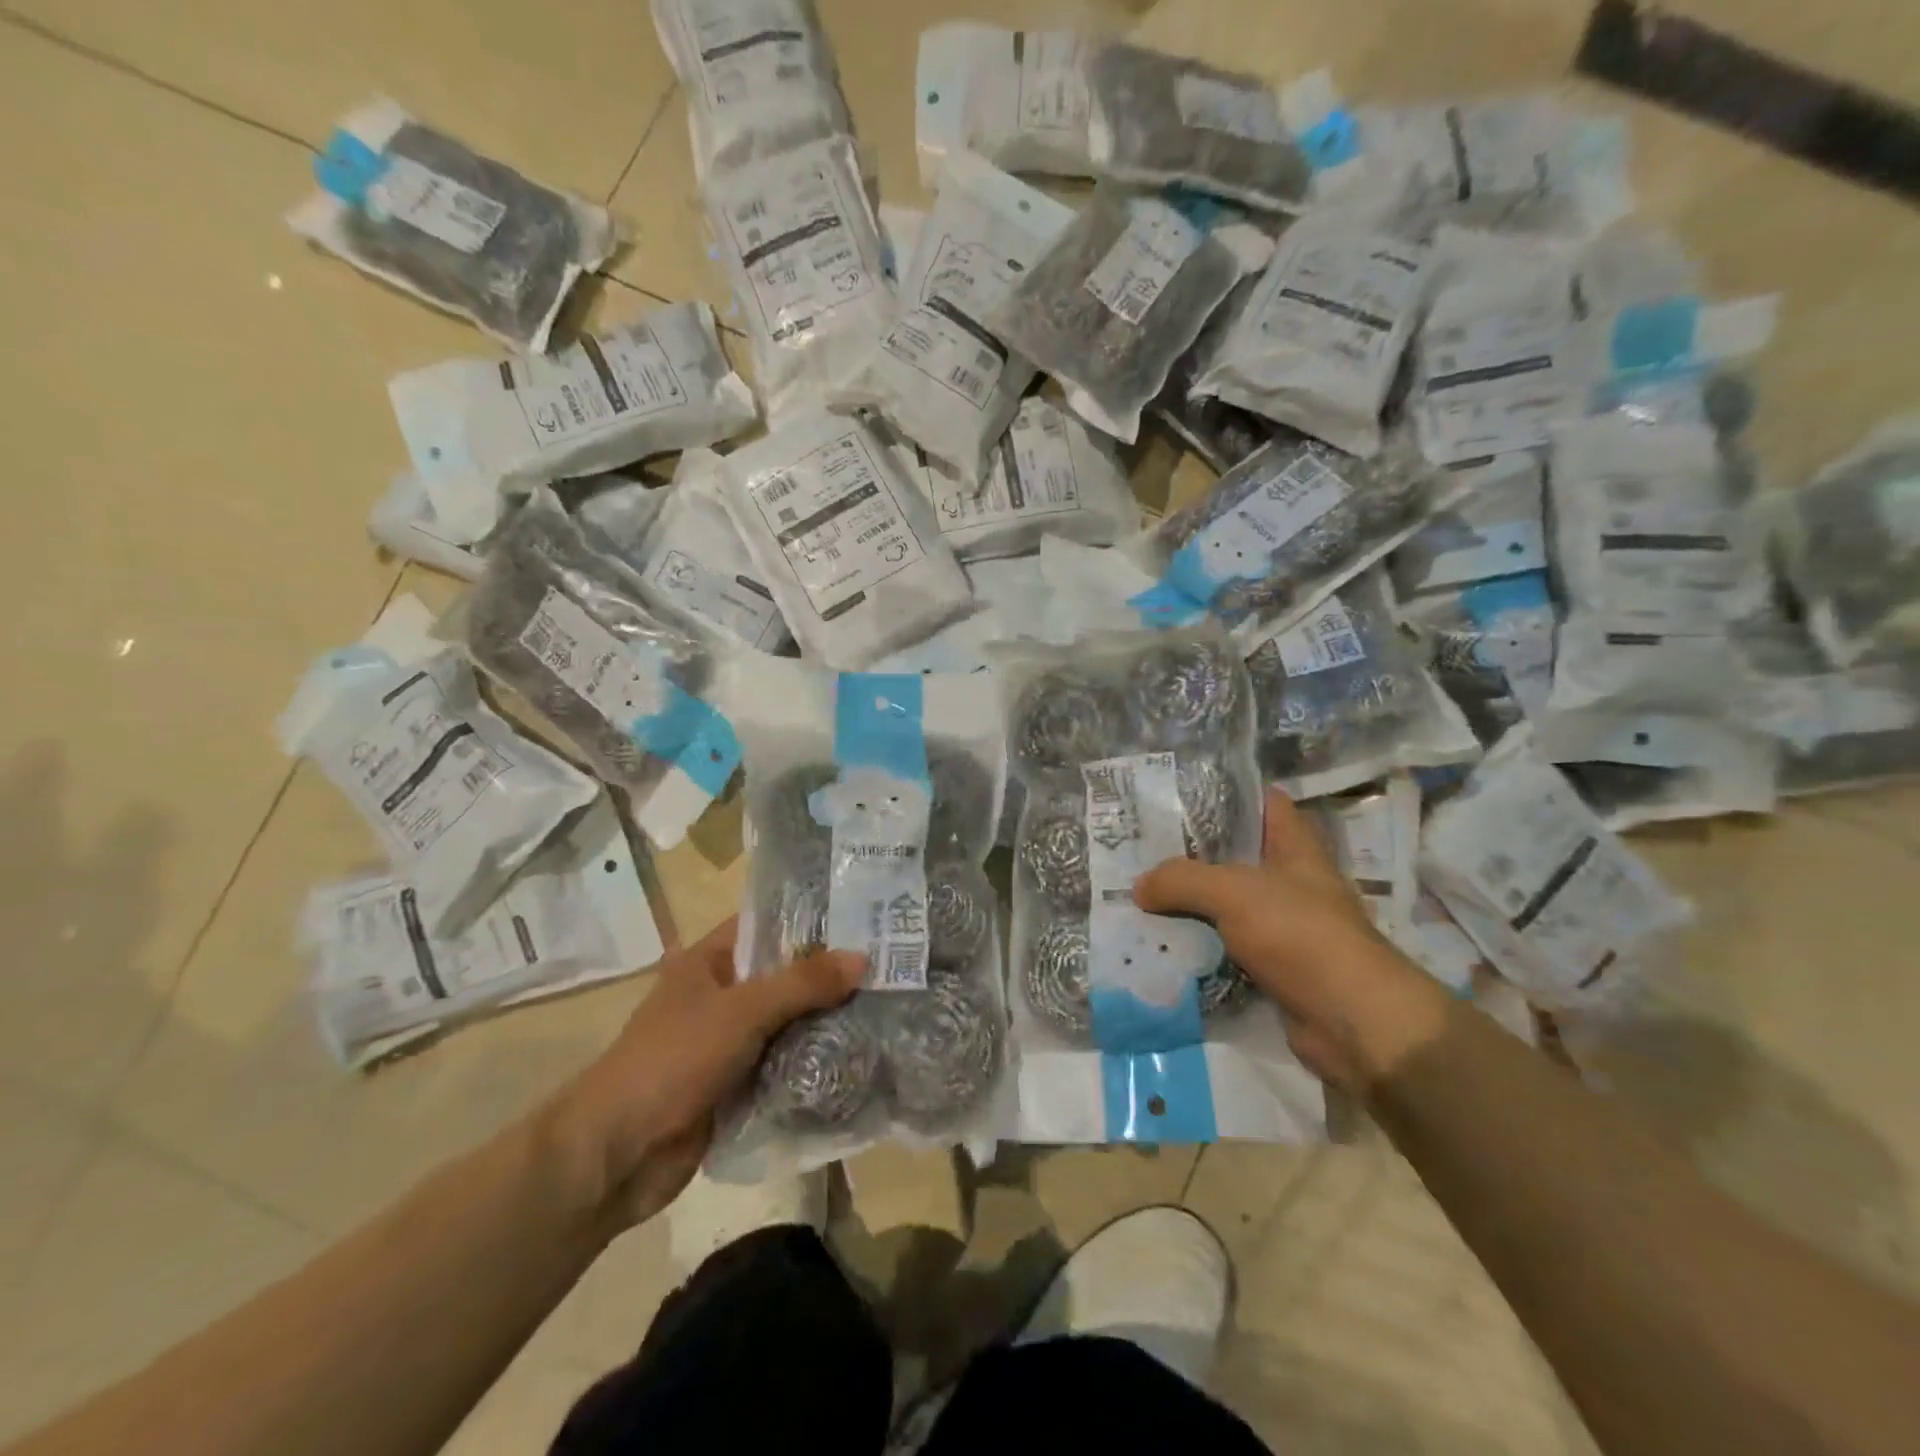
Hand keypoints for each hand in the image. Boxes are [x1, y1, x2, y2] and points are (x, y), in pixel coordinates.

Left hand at [543, 918, 864, 1228]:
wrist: (616, 1155)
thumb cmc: (673, 1060)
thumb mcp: (741, 1011)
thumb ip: (802, 984)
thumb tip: (862, 958)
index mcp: (710, 960)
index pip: (769, 924)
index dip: (813, 919)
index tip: (865, 917)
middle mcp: (722, 994)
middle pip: (784, 975)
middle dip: (829, 974)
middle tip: (890, 963)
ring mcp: (729, 1041)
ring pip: (788, 1021)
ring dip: (826, 1020)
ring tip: (886, 1005)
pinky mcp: (737, 1083)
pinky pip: (784, 1062)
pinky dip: (813, 1060)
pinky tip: (859, 1054)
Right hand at [1134, 788, 1448, 1092]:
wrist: (1351, 1022)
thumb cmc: (1300, 935)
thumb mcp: (1233, 893)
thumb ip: (1182, 880)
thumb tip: (1139, 887)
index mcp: (1296, 848)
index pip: (1263, 804)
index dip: (1226, 793)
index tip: (1179, 793)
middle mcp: (1291, 882)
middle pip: (1236, 855)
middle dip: (1192, 851)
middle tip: (1143, 845)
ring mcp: (1283, 926)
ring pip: (1226, 903)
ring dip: (1190, 902)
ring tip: (1140, 890)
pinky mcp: (1273, 966)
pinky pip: (1225, 945)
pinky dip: (1198, 944)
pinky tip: (1161, 940)